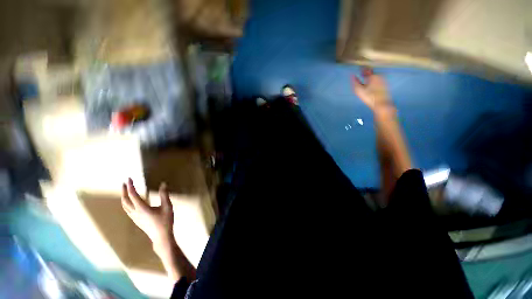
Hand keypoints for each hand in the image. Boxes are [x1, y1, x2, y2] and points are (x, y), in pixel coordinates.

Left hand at [122, 178, 173, 250]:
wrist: (161, 237)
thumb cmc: (165, 221)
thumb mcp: (167, 206)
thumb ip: (164, 195)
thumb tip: (163, 184)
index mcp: (142, 208)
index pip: (133, 195)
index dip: (130, 186)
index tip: (129, 178)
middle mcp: (135, 212)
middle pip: (125, 201)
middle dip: (124, 191)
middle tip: (124, 183)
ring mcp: (134, 218)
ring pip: (124, 206)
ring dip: (124, 197)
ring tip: (125, 191)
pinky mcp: (136, 221)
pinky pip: (127, 210)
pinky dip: (126, 203)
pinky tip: (130, 203)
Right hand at [351, 68, 393, 115]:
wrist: (381, 104)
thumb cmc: (369, 97)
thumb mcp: (359, 90)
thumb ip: (355, 82)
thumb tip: (352, 75)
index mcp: (373, 76)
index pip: (366, 70)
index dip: (362, 70)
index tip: (358, 70)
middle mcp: (379, 76)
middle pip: (371, 73)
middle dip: (366, 74)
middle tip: (362, 76)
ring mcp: (383, 80)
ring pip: (375, 77)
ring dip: (370, 78)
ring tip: (365, 81)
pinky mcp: (385, 85)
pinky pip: (378, 81)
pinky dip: (374, 82)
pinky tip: (371, 86)